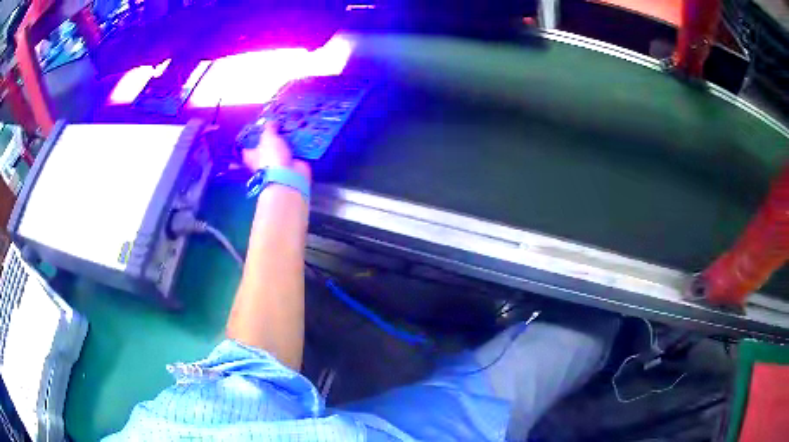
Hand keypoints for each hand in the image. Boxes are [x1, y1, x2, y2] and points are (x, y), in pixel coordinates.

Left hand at [242, 122, 310, 180]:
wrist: (288, 176)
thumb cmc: (271, 156)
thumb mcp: (268, 137)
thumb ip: (269, 128)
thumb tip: (270, 122)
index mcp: (252, 156)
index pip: (247, 148)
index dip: (250, 140)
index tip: (256, 130)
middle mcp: (263, 161)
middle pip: (266, 148)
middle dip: (272, 139)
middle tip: (278, 124)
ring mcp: (278, 164)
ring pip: (281, 149)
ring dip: (287, 142)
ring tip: (293, 126)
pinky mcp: (292, 165)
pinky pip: (295, 152)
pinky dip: (299, 146)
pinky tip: (303, 135)